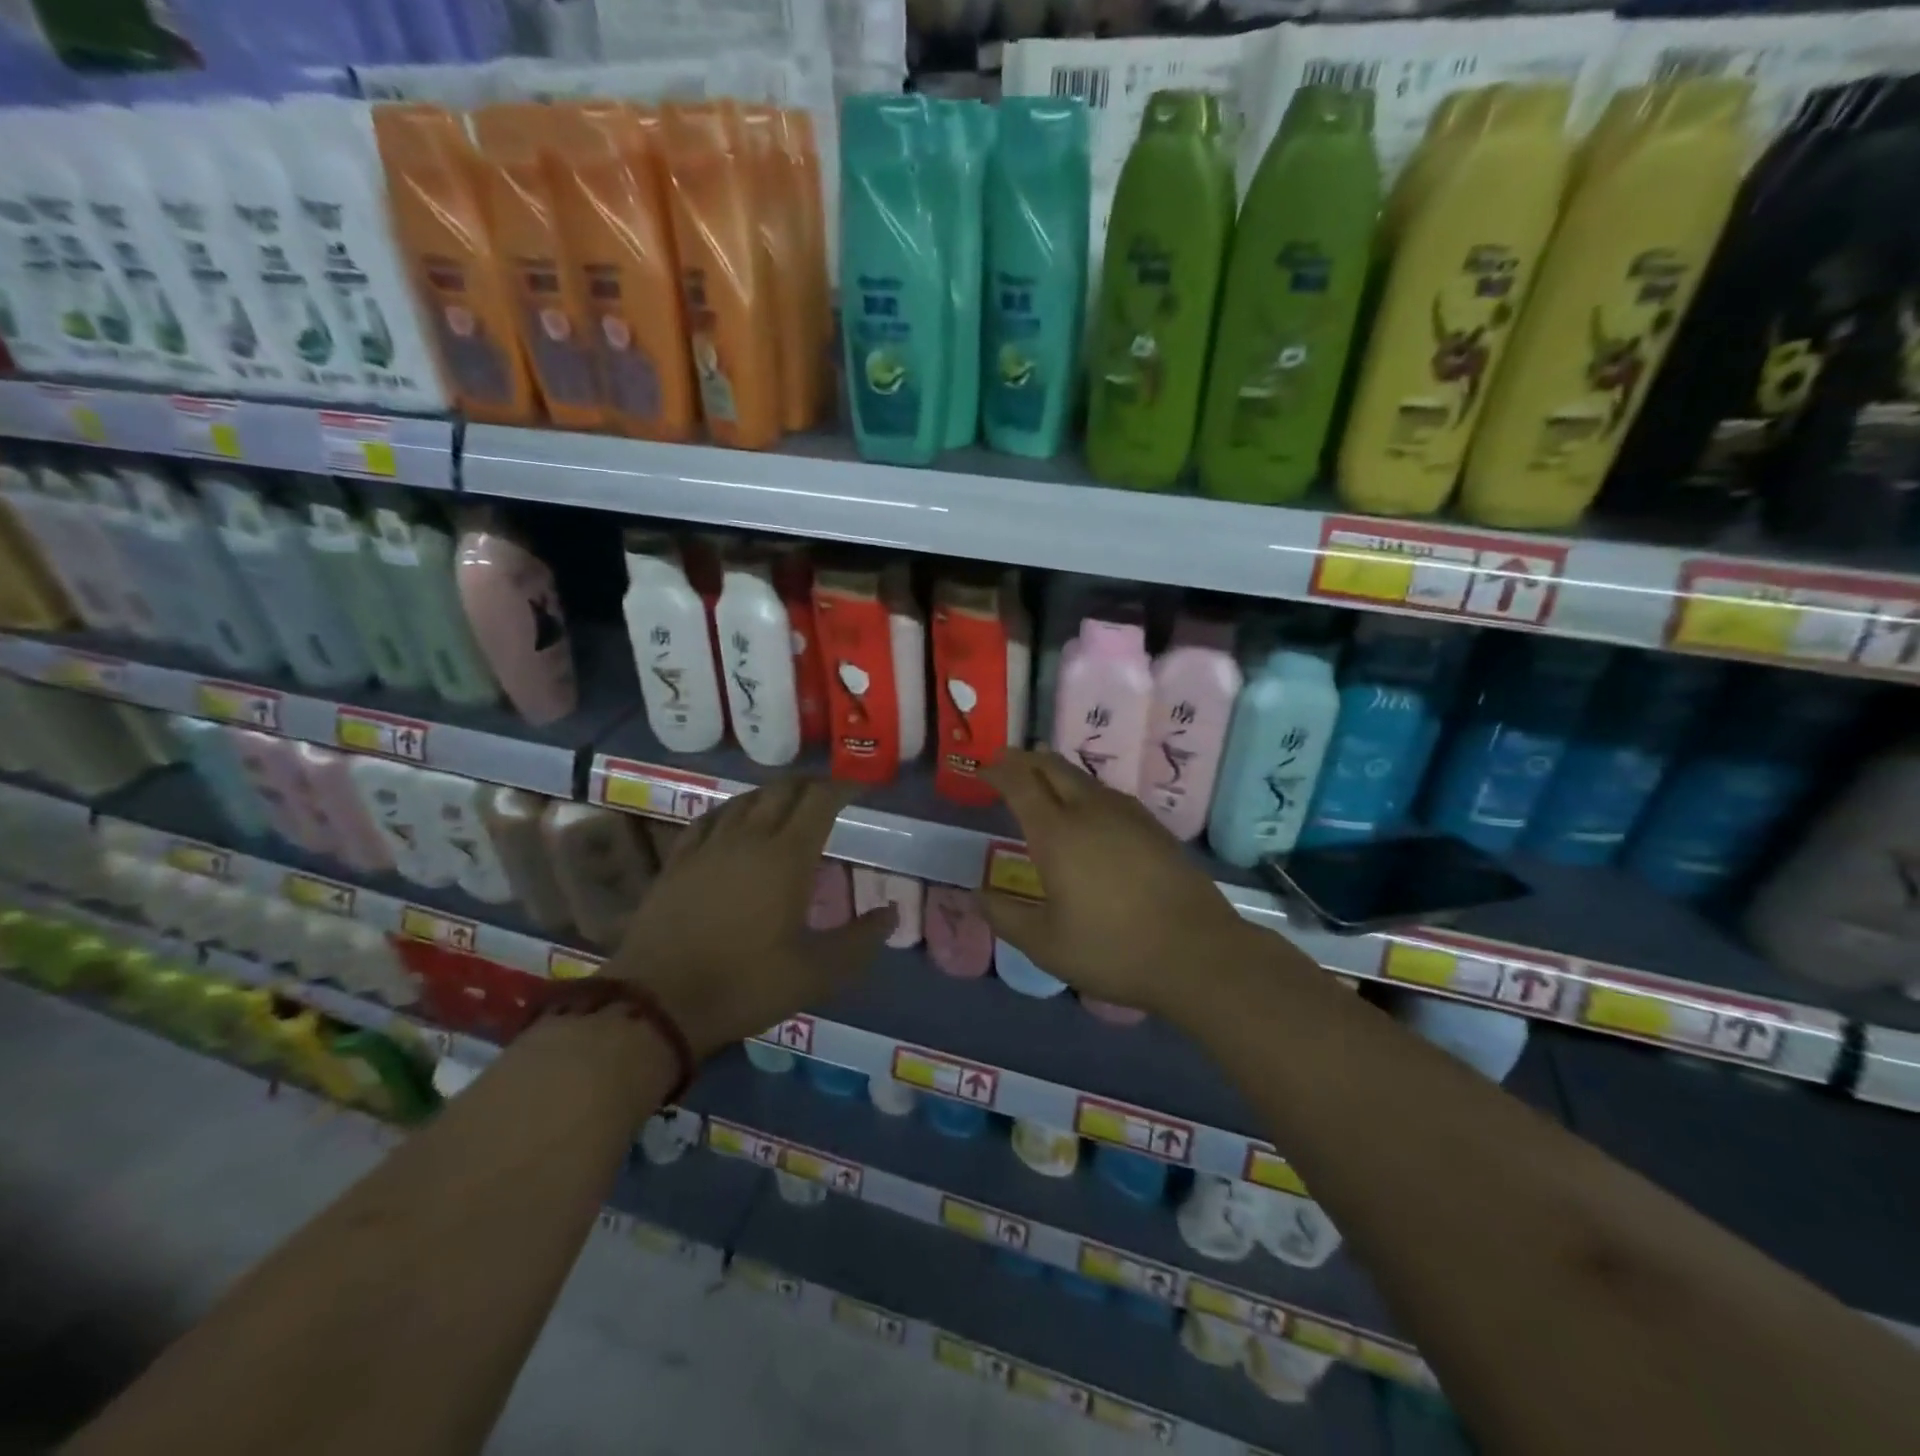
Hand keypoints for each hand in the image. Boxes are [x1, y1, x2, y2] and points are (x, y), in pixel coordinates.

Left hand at [606, 779, 893, 1057]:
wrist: (658, 1002)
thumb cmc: (745, 985)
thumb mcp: (817, 972)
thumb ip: (860, 940)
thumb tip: (892, 912)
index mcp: (787, 856)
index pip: (819, 800)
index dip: (843, 787)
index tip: (860, 788)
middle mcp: (749, 838)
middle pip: (783, 791)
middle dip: (811, 785)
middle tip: (830, 795)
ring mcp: (708, 846)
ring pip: (745, 800)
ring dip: (773, 794)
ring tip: (788, 804)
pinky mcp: (678, 861)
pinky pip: (710, 818)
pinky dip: (733, 810)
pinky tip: (734, 821)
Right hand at [976, 750, 1260, 1018]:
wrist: (1198, 953)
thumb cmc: (1113, 950)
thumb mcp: (1046, 945)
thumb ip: (1005, 916)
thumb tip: (977, 894)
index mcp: (1057, 834)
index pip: (1021, 784)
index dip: (999, 771)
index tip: (984, 768)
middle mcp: (1091, 812)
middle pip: (1053, 768)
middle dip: (1026, 760)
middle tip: (1007, 762)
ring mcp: (1128, 816)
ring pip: (1084, 778)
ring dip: (1057, 772)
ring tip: (1042, 777)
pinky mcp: (1154, 827)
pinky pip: (1109, 794)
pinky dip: (1085, 789)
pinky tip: (1089, 807)